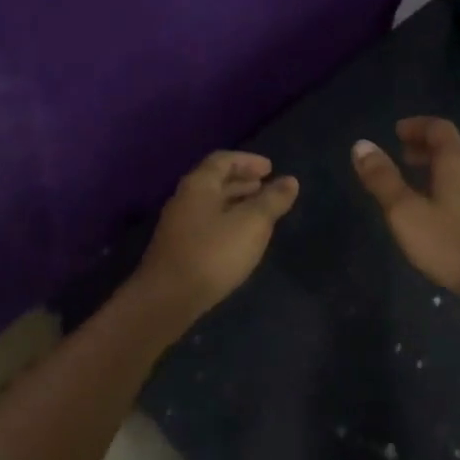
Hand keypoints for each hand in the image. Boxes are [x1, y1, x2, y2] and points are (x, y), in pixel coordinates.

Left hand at [136, 151, 299, 317]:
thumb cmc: (213, 253)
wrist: (168, 299)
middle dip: (241, 181)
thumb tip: (290, 180)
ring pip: (210, 204)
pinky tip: (239, 238)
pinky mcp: (178, 249)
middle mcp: (184, 199)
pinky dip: (226, 221)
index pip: (222, 160)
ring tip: (257, 211)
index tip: (270, 168)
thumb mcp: (251, 224)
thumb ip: (272, 201)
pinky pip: (206, 224)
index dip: (248, 161)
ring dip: (234, 202)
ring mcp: (178, 225)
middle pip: (214, 181)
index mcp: (199, 185)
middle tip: (264, 186)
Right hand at [352, 117, 459, 308]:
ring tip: (417, 184)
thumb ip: (383, 179)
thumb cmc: (451, 243)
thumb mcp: (405, 212)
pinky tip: (441, 213)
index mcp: (457, 162)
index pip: (438, 128)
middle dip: (425, 149)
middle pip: (452, 149)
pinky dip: (451, 189)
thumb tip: (361, 145)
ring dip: (438, 170)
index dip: (417, 126)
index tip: (397, 131)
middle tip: (402, 156)